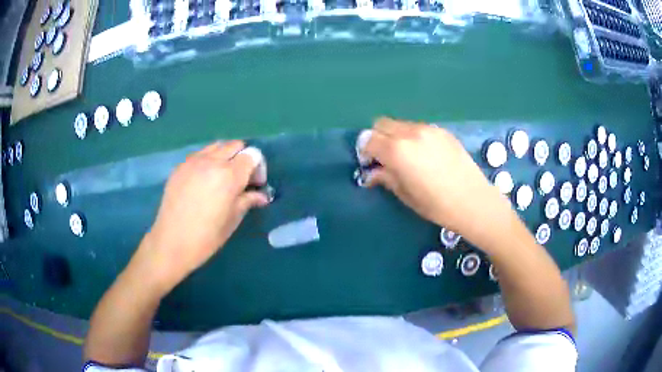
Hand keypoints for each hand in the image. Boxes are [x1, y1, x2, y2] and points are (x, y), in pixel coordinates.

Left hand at [131, 141, 269, 293]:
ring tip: (222, 178)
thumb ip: (248, 200)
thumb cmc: (206, 237)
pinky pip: (200, 154)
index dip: (258, 168)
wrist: (171, 242)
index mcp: (229, 175)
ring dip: (225, 157)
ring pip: (217, 146)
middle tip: (241, 180)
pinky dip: (209, 161)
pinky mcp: (180, 166)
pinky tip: (204, 182)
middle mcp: (212, 161)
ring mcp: (193, 161)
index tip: (255, 185)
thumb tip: (262, 195)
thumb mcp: (232, 220)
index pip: (252, 155)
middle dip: (243, 159)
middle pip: (235, 145)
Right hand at [363, 117, 514, 247]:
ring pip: (400, 124)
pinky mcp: (442, 131)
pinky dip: (412, 137)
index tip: (370, 165)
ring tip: (405, 157)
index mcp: (397, 150)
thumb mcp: (405, 194)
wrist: (473, 201)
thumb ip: (385, 177)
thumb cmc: (436, 204)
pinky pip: (418, 128)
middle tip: (384, 158)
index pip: (369, 140)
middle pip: (381, 124)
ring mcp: (428, 129)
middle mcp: (410, 132)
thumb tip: (371, 173)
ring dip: (394, 136)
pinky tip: (424, 155)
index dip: (365, 152)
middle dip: (377, 139)